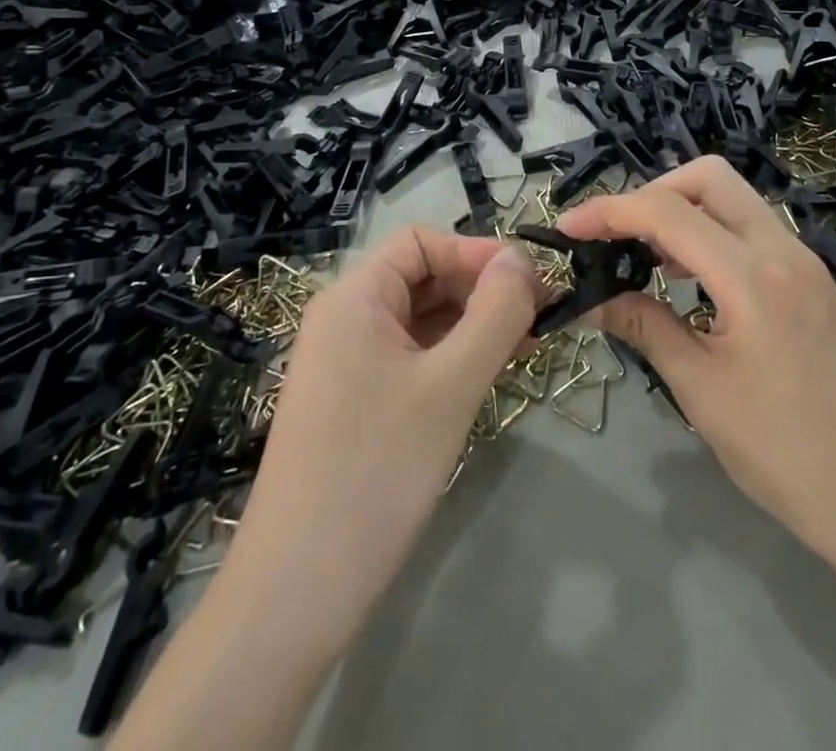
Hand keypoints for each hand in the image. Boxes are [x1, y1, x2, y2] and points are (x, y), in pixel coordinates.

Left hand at [223, 228, 539, 660]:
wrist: (296, 594)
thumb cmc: (376, 471)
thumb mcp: (451, 385)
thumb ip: (495, 313)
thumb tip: (522, 257)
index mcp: (354, 298)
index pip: (422, 242)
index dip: (477, 252)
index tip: (530, 282)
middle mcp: (346, 319)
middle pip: (423, 276)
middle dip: (481, 288)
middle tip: (539, 316)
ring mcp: (348, 363)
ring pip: (422, 318)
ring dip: (474, 323)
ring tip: (525, 345)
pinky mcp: (357, 402)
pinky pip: (413, 356)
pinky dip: (453, 356)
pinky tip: (490, 373)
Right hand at [557, 158, 835, 590]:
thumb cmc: (791, 458)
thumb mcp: (704, 394)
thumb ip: (646, 330)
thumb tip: (593, 301)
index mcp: (753, 276)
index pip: (667, 211)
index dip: (610, 211)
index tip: (568, 229)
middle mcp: (783, 250)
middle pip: (709, 178)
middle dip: (654, 191)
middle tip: (618, 237)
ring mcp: (805, 262)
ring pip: (735, 200)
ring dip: (685, 211)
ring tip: (647, 259)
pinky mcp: (814, 282)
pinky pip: (754, 231)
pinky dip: (714, 235)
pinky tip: (693, 281)